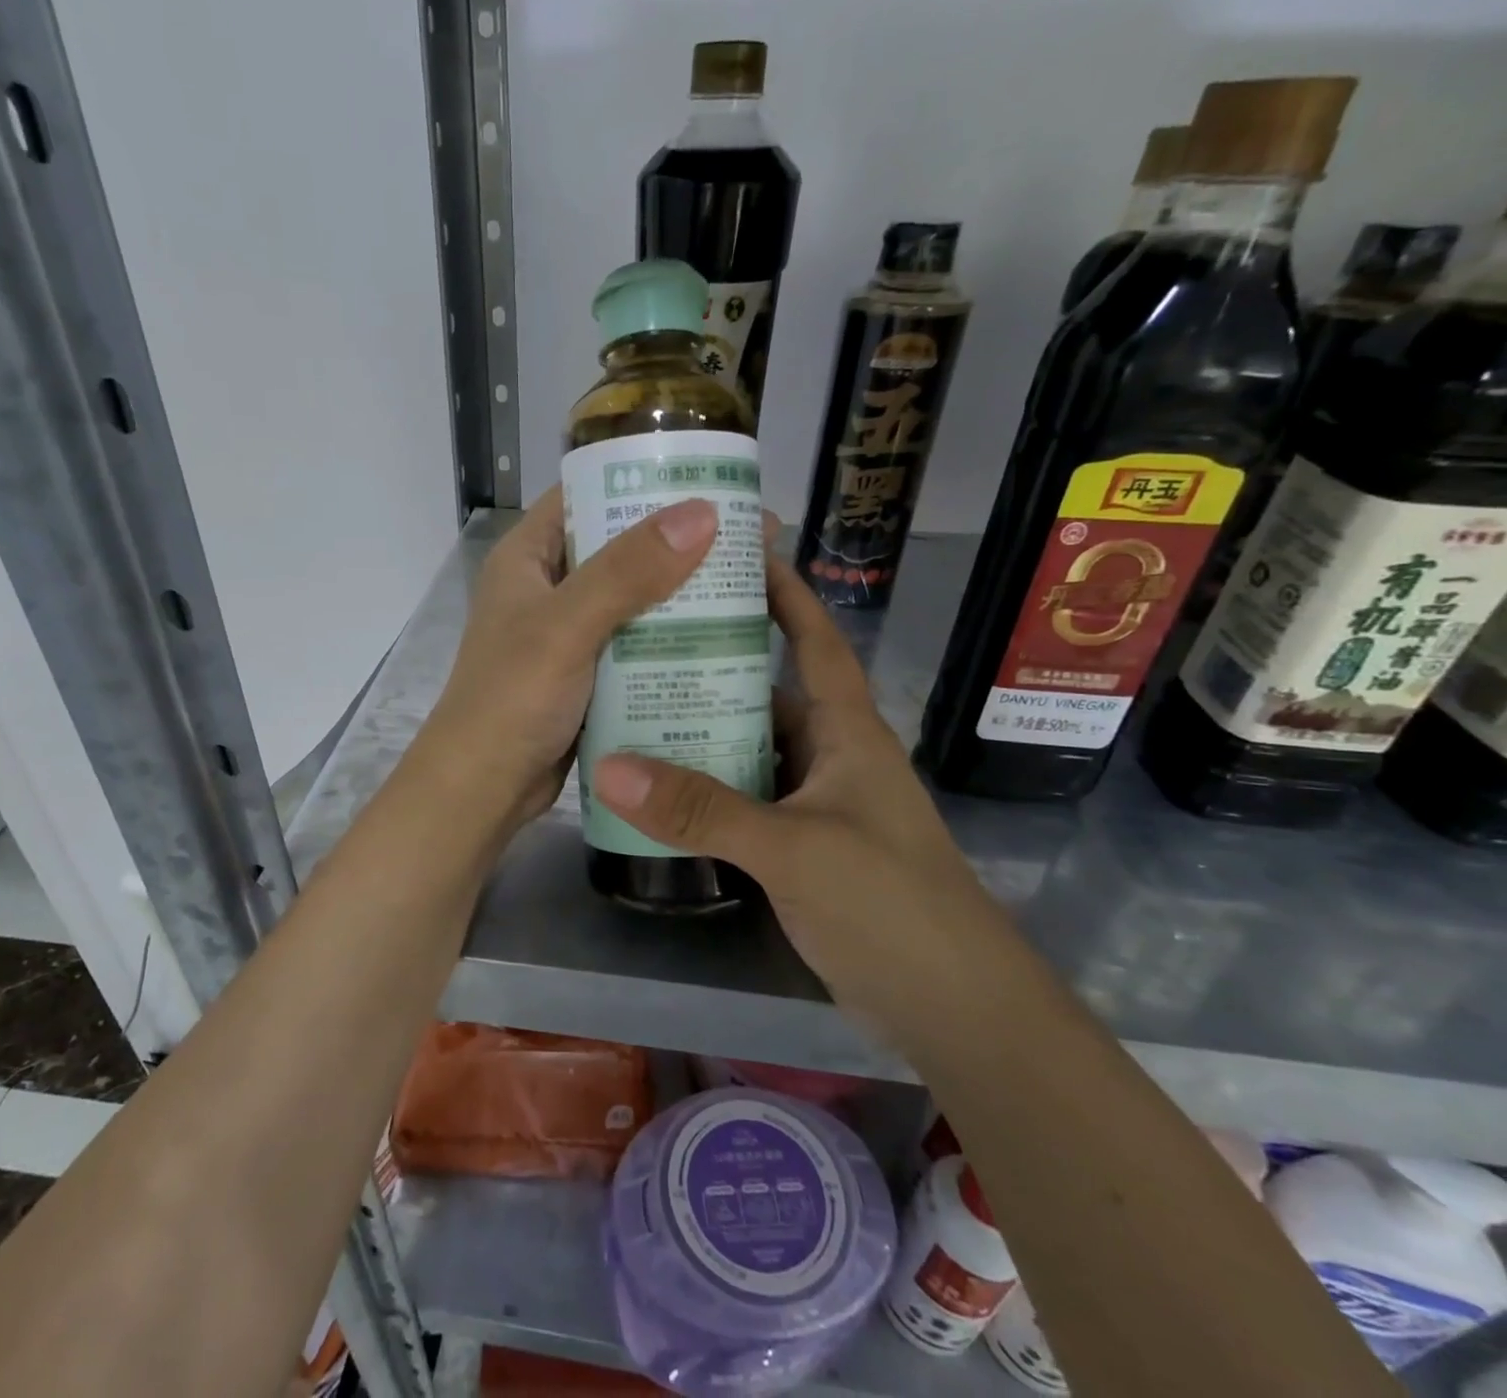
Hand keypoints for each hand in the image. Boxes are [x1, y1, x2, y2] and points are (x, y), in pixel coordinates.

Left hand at [412, 487, 720, 833]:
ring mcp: (567, 633)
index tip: (709, 481)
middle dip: (679, 541)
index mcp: (528, 558)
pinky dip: (671, 638)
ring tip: (751, 582)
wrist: (484, 788)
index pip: (587, 495)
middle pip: (620, 547)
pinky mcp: (586, 673)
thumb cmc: (512, 699)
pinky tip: (722, 638)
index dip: (644, 483)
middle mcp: (548, 587)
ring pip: (633, 597)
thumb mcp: (566, 626)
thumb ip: (627, 571)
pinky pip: (636, 642)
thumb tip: (701, 514)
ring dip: (682, 592)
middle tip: (751, 536)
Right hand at [591, 549, 1001, 1004]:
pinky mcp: (805, 848)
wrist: (954, 1011)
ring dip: (704, 732)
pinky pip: (747, 800)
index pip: (815, 642)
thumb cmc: (889, 906)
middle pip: (768, 693)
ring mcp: (819, 805)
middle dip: (716, 665)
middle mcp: (833, 756)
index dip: (785, 594)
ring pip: (753, 751)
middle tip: (643, 640)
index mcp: (847, 732)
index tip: (739, 554)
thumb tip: (610, 765)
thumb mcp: (793, 849)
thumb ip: (703, 809)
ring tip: (632, 706)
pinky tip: (661, 790)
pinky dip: (709, 790)